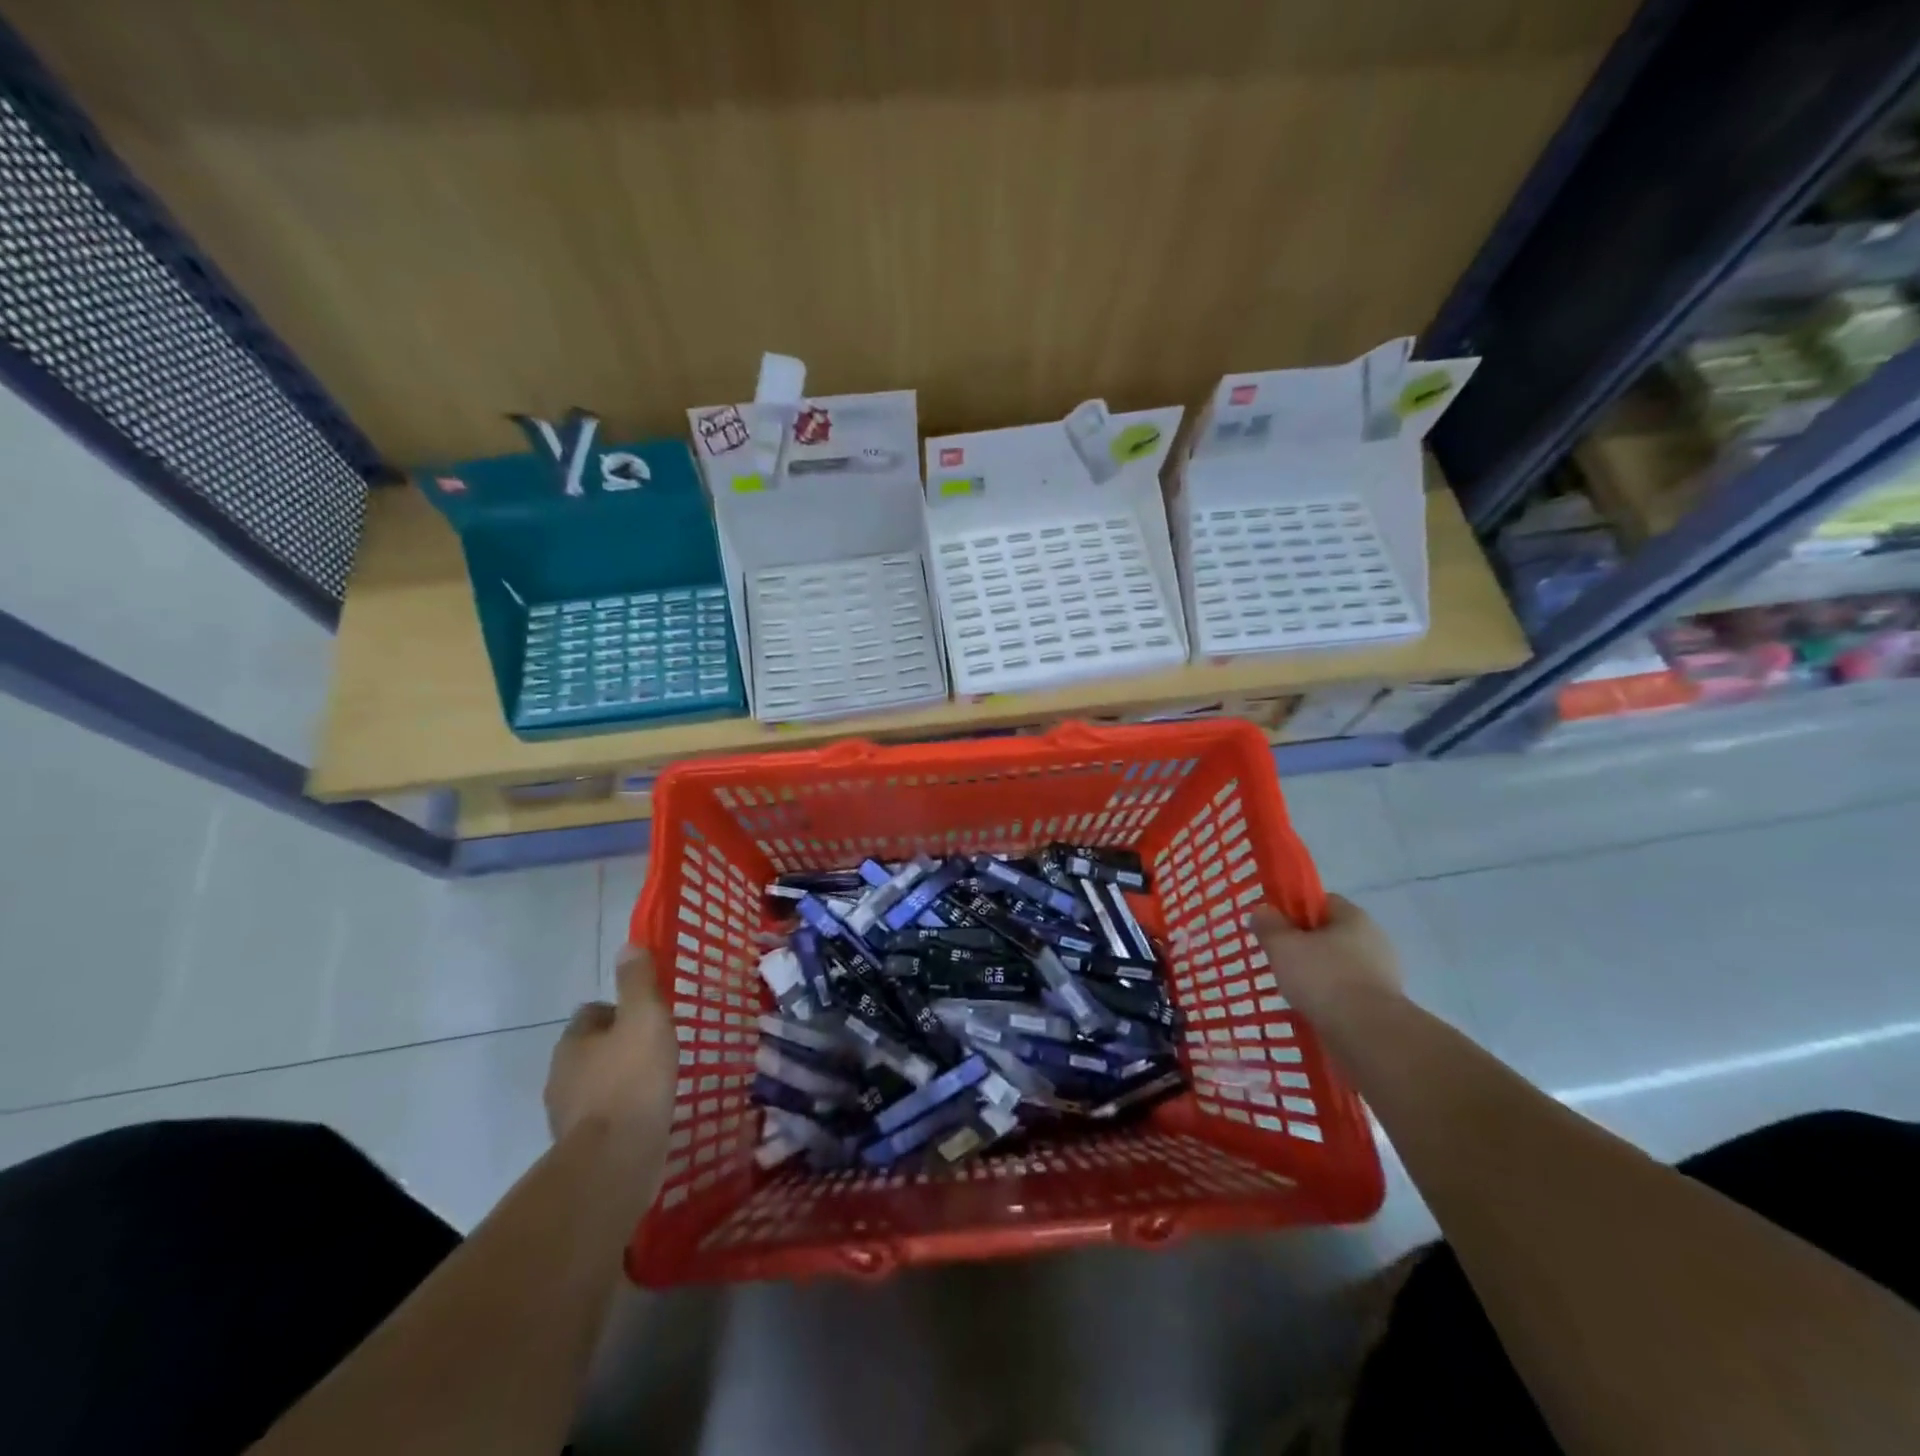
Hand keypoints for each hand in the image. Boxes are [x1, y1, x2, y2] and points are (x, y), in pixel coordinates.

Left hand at [545, 945, 678, 1141]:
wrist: (614, 1161)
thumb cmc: (632, 1080)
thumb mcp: (645, 1018)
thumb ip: (638, 982)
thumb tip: (628, 945)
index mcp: (573, 1041)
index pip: (592, 1013)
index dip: (620, 1010)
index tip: (650, 1017)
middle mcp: (561, 1075)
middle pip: (593, 1049)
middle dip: (620, 1047)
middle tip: (658, 1048)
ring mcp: (567, 1114)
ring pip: (597, 1084)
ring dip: (621, 1081)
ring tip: (657, 1084)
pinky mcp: (580, 1147)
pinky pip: (604, 1117)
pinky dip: (622, 1113)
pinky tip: (647, 1116)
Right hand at [1250, 894, 1403, 1020]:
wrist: (1369, 1036)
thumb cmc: (1324, 978)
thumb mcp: (1282, 946)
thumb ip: (1268, 925)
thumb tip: (1263, 911)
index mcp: (1354, 917)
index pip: (1322, 902)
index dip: (1295, 911)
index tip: (1276, 928)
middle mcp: (1375, 940)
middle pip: (1330, 934)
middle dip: (1305, 946)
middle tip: (1281, 960)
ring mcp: (1384, 974)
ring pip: (1339, 966)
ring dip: (1318, 975)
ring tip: (1294, 990)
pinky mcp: (1384, 1005)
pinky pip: (1349, 993)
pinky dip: (1331, 999)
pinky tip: (1314, 1010)